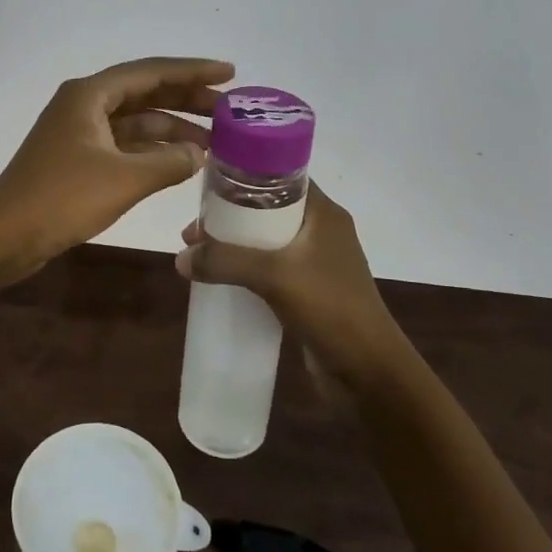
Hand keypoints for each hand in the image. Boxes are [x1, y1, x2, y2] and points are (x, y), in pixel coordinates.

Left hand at [0, 57, 233, 285]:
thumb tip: (199, 155)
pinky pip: (125, 144)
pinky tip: (181, 162)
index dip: (192, 72)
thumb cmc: (62, 198)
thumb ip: (168, 162)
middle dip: (187, 100)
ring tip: (214, 143)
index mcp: (90, 94)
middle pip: (145, 93)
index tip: (229, 74)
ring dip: (172, 129)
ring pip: (136, 121)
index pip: (151, 72)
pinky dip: (153, 150)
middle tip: (229, 110)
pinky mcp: (78, 159)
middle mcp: (85, 104)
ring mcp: (80, 132)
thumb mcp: (123, 179)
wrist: (4, 236)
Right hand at [177, 184, 408, 394]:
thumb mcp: (274, 276)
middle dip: (230, 217)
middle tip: (194, 230)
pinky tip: (222, 280)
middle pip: (268, 210)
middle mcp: (322, 232)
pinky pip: (271, 270)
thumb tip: (182, 258)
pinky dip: (247, 270)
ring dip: (236, 246)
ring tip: (199, 254)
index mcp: (324, 214)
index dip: (244, 178)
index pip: (281, 177)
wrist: (370, 374)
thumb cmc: (330, 309)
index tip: (208, 186)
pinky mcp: (310, 291)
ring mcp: (317, 263)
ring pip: (268, 242)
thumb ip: (226, 261)